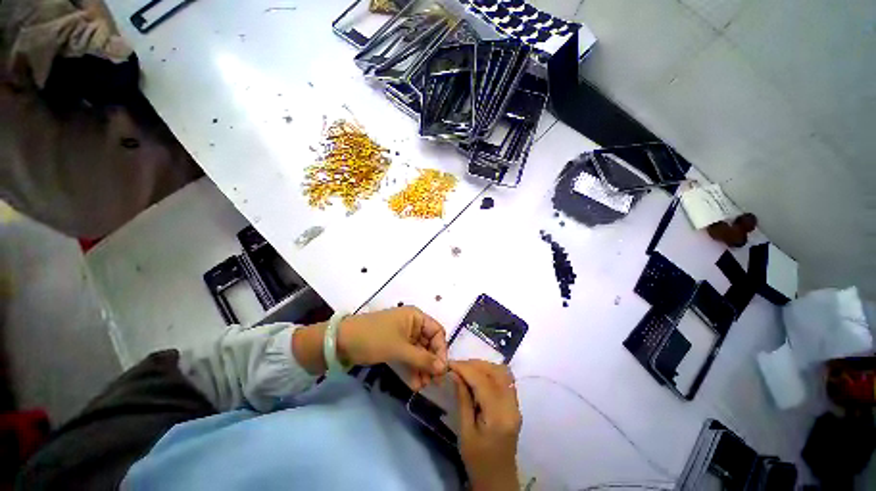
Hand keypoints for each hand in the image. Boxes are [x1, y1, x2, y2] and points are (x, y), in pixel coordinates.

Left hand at [338, 307, 447, 389]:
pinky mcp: (395, 347)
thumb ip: (422, 358)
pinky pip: (409, 357)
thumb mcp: (399, 348)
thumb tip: (443, 369)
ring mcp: (403, 336)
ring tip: (424, 386)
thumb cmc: (374, 338)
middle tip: (433, 382)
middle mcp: (412, 325)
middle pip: (429, 343)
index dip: (441, 349)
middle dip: (431, 362)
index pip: (437, 331)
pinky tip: (415, 384)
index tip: (442, 369)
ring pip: (419, 352)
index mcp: (416, 317)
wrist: (341, 342)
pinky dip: (412, 369)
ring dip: (422, 368)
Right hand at [451, 360, 520, 490]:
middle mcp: (511, 406)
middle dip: (474, 364)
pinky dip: (490, 372)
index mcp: (498, 417)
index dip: (465, 368)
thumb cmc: (478, 462)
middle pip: (495, 372)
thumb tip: (456, 374)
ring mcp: (516, 405)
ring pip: (502, 372)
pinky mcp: (515, 405)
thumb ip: (463, 400)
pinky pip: (505, 379)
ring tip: (466, 370)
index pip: (483, 381)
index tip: (449, 363)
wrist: (498, 481)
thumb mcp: (465, 432)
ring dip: (483, 366)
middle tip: (456, 366)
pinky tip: (477, 376)